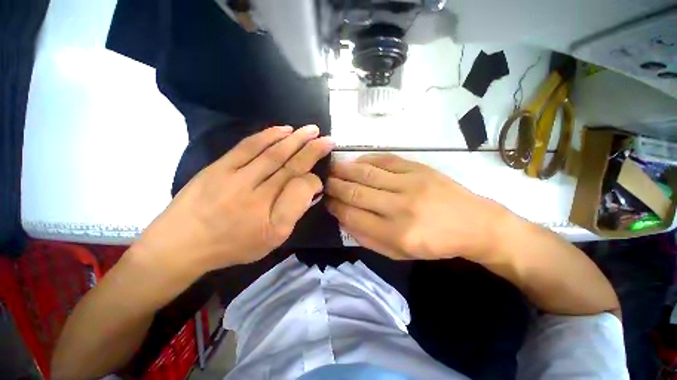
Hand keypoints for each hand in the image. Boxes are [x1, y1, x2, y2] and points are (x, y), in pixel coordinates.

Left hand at [136, 125, 333, 274]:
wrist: (181, 244)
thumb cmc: (233, 245)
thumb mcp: (271, 240)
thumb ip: (293, 213)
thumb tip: (308, 189)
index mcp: (269, 214)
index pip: (299, 187)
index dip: (314, 179)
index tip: (321, 175)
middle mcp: (254, 192)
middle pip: (288, 165)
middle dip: (311, 149)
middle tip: (327, 138)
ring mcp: (234, 176)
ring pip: (271, 152)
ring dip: (294, 139)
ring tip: (310, 130)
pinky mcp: (219, 166)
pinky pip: (248, 146)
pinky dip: (267, 136)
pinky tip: (282, 130)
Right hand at [326, 153, 507, 260]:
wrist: (474, 223)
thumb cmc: (434, 244)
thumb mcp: (400, 254)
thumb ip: (368, 238)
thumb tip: (344, 219)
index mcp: (396, 233)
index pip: (353, 216)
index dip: (335, 207)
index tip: (326, 201)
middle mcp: (400, 207)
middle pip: (356, 192)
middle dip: (334, 186)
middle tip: (322, 181)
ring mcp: (409, 184)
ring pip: (366, 173)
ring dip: (344, 170)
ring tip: (331, 168)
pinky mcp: (418, 169)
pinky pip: (384, 160)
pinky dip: (366, 160)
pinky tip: (355, 162)